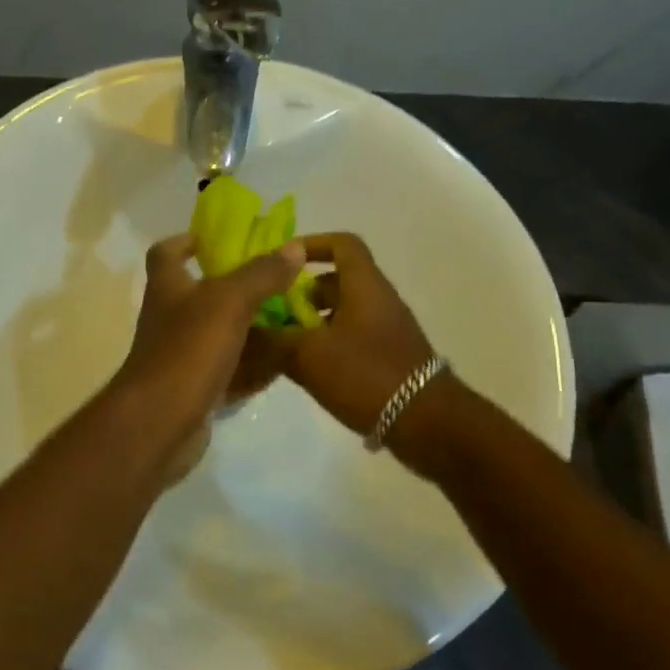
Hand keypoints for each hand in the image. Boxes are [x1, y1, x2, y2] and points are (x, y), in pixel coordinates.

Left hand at [108, 234, 303, 480]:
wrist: (159, 423)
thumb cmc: (187, 350)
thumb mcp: (229, 302)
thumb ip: (261, 274)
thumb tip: (293, 247)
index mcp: (168, 287)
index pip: (167, 252)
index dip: (189, 240)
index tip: (221, 239)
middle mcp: (171, 317)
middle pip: (202, 293)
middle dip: (239, 287)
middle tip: (278, 282)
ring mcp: (182, 356)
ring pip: (221, 334)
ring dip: (252, 328)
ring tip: (292, 319)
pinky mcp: (196, 389)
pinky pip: (230, 371)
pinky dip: (254, 366)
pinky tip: (284, 362)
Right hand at [278, 233, 436, 435]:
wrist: (429, 424)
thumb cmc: (367, 375)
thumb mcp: (308, 356)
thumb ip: (271, 341)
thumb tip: (241, 332)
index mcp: (364, 286)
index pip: (342, 245)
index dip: (312, 245)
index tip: (282, 262)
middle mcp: (378, 300)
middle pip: (337, 281)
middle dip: (302, 293)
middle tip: (273, 312)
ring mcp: (386, 330)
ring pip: (343, 312)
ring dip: (313, 323)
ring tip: (283, 345)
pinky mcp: (389, 358)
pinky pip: (352, 338)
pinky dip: (328, 345)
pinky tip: (306, 371)